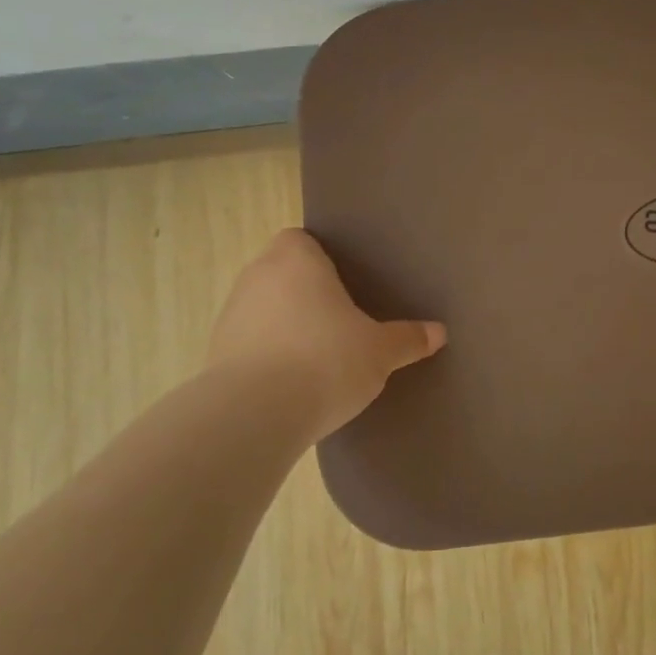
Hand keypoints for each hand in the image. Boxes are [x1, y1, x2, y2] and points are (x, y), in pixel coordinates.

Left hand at [207, 229, 445, 437]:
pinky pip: (250, 343)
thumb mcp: (381, 352)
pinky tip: (294, 380)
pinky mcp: (216, 356)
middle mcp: (257, 278)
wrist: (253, 416)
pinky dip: (268, 355)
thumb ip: (408, 338)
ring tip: (318, 352)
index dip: (320, 255)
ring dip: (285, 324)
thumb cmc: (325, 361)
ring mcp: (230, 317)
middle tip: (341, 316)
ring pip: (263, 308)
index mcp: (296, 261)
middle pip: (281, 272)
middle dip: (306, 291)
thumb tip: (439, 332)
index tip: (344, 279)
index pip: (300, 239)